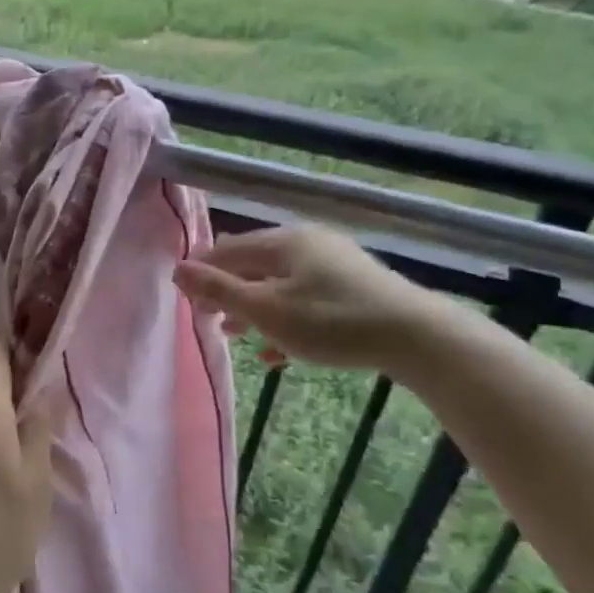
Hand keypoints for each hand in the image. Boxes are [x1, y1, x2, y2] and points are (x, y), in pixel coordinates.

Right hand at [174, 223, 443, 370]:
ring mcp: (334, 264)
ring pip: (279, 284)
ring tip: (235, 335)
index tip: (186, 302)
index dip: (202, 274)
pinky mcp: (354, 288)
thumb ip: (218, 289)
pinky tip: (277, 351)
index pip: (227, 250)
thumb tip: (177, 270)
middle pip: (253, 265)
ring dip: (253, 309)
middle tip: (208, 320)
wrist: (416, 336)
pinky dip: (285, 319)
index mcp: (283, 241)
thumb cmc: (330, 321)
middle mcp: (307, 243)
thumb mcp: (266, 309)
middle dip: (227, 293)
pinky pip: (306, 300)